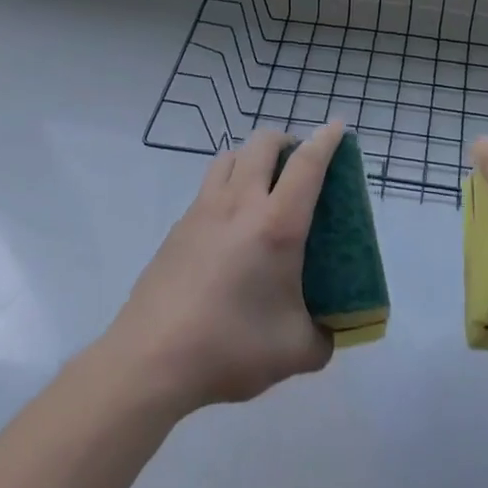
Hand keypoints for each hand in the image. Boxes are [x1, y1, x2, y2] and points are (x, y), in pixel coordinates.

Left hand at [107, 123, 339, 414]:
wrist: (150, 360)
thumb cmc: (230, 348)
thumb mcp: (295, 352)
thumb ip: (323, 337)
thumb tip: (329, 331)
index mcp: (277, 224)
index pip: (307, 164)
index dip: (326, 140)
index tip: (337, 127)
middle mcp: (241, 204)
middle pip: (264, 143)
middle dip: (286, 141)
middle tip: (299, 165)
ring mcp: (204, 210)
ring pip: (231, 157)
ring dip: (253, 158)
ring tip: (264, 185)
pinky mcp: (179, 226)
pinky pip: (209, 186)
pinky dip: (228, 186)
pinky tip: (230, 226)